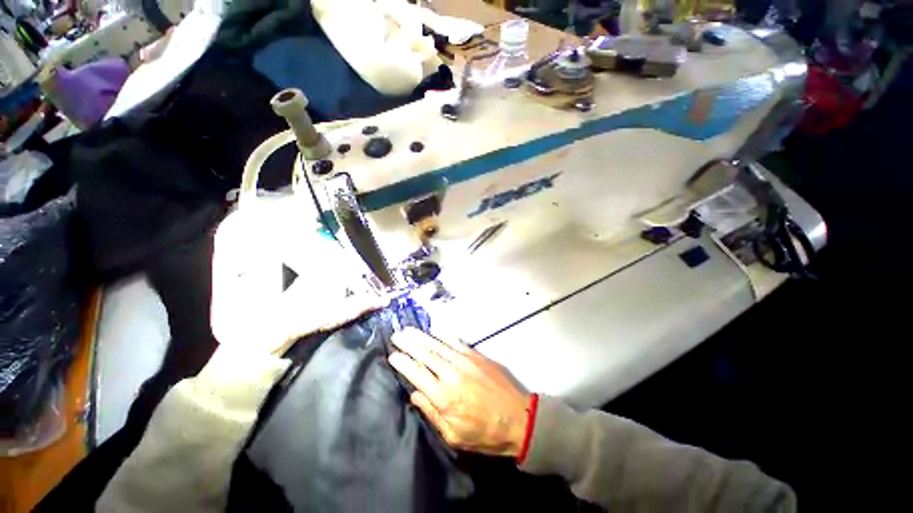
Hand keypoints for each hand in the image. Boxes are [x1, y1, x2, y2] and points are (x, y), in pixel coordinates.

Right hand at [388, 328, 530, 456]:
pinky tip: (434, 330)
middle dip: (409, 343)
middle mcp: (452, 374)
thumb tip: (414, 393)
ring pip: (439, 344)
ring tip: (409, 330)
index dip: (403, 363)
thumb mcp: (453, 435)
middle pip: (426, 354)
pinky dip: (443, 335)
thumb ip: (431, 412)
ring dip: (422, 336)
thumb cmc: (484, 433)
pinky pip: (456, 341)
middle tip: (396, 335)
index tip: (392, 355)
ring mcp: (466, 361)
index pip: (417, 374)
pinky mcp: (477, 355)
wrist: (518, 418)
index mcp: (444, 397)